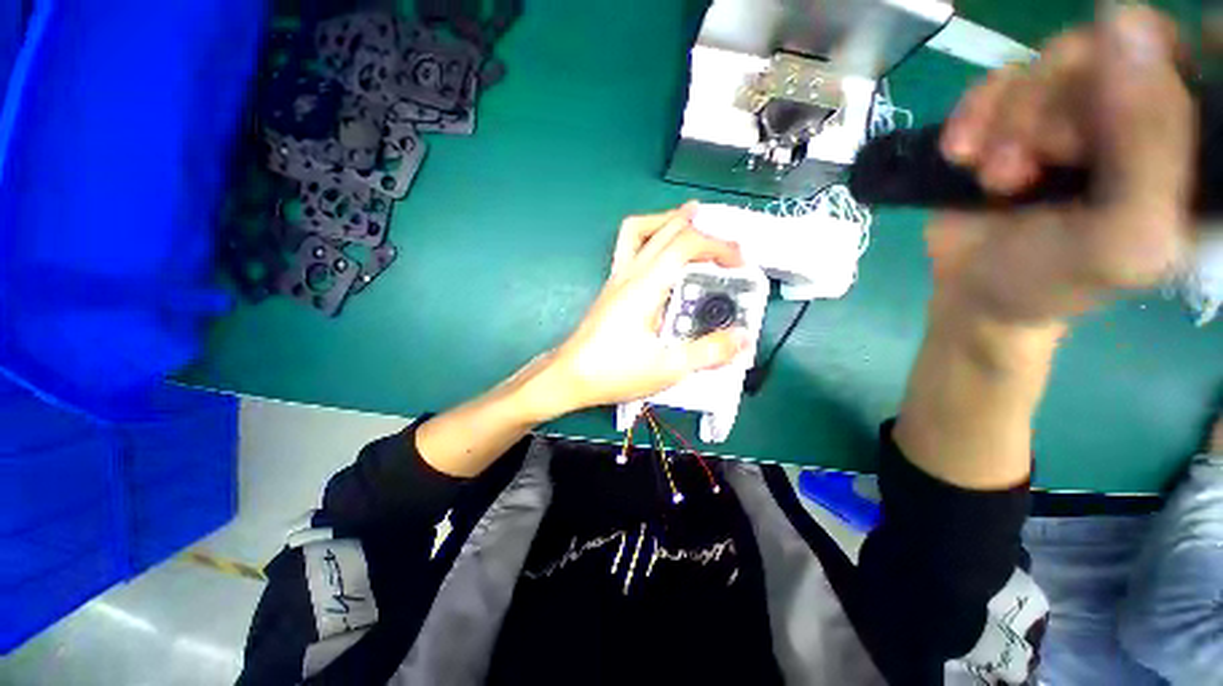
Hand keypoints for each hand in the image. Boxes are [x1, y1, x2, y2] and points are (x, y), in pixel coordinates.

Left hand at [531, 204, 748, 416]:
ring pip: (638, 231)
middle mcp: (629, 275)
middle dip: (698, 227)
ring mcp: (616, 279)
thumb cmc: (613, 372)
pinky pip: (629, 248)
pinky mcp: (611, 289)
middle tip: (724, 240)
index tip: (739, 263)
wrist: (569, 377)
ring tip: (689, 223)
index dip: (717, 246)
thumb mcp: (667, 368)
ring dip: (666, 222)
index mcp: (644, 287)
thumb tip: (741, 338)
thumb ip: (707, 352)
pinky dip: (650, 239)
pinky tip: (661, 256)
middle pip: (663, 229)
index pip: (684, 245)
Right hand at [929, 6, 1194, 325]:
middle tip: (1037, 165)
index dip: (1165, 63)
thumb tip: (1127, 21)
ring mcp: (1078, 105)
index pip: (1201, 60)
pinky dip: (974, 113)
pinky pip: (1001, 75)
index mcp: (1192, 147)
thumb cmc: (1051, 281)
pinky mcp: (1022, 109)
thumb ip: (1149, 144)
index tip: (1123, 104)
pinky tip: (961, 154)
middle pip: (1117, 47)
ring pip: (1054, 57)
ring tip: (997, 177)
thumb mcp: (1121, 236)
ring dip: (1011, 120)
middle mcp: (1143, 112)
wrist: (970, 291)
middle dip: (1061, 107)